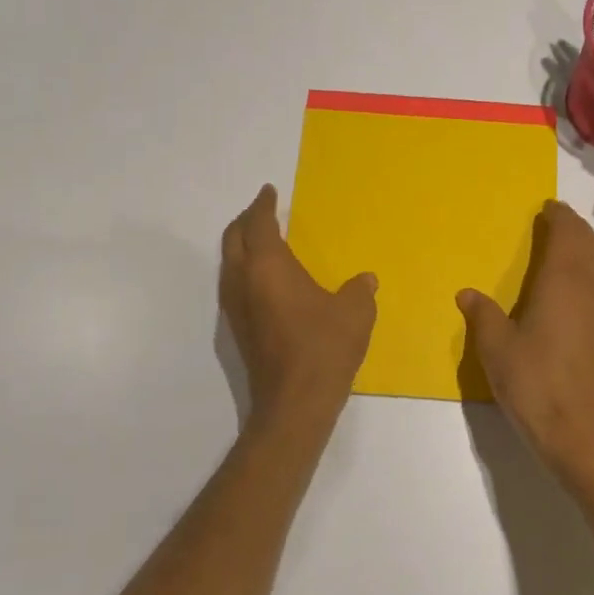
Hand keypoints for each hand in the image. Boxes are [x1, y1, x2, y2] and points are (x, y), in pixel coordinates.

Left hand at [219, 185, 376, 429]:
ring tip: (260, 240)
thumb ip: (359, 290)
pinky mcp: (238, 330)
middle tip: (261, 211)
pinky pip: (234, 284)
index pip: (260, 224)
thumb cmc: (324, 347)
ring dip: (241, 245)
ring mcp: (236, 307)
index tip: (269, 192)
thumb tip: (364, 281)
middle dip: (246, 220)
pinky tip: (264, 280)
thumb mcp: (355, 312)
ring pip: (229, 263)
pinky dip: (244, 269)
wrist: (295, 402)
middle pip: (234, 239)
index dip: (264, 205)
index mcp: (269, 266)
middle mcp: (244, 281)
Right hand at [457, 200, 593, 489]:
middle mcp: (587, 288)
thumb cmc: (531, 380)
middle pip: (589, 245)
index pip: (567, 236)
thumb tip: (467, 293)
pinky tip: (579, 280)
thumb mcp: (495, 346)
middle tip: (556, 218)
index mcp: (561, 282)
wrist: (572, 426)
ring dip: (588, 245)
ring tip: (569, 242)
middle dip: (575, 227)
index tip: (547, 207)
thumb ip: (482, 314)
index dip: (559, 218)